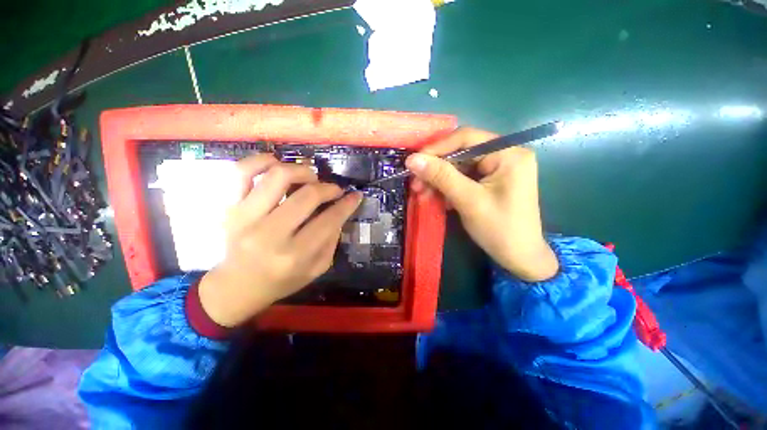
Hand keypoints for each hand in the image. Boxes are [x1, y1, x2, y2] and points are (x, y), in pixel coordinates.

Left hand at [198, 155, 362, 326]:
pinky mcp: (228, 207)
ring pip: (278, 176)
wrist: (235, 287)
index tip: (356, 195)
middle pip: (307, 195)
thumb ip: (332, 240)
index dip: (347, 204)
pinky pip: (241, 172)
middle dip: (329, 188)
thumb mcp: (316, 269)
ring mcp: (244, 217)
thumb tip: (340, 211)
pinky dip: (262, 161)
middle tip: (334, 190)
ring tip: (310, 177)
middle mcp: (269, 234)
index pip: (329, 220)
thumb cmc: (280, 281)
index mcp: (294, 255)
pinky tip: (277, 164)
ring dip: (302, 170)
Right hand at [407, 127, 557, 281]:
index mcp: (508, 153)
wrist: (519, 258)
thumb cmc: (499, 229)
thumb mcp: (468, 200)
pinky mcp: (489, 182)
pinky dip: (447, 188)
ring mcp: (496, 169)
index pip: (466, 138)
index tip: (413, 162)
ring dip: (438, 180)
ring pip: (458, 167)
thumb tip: (412, 159)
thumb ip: (441, 176)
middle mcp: (504, 155)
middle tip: (415, 183)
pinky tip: (435, 198)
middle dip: (435, 169)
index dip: (437, 148)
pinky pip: (462, 178)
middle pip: (460, 153)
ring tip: (421, 194)